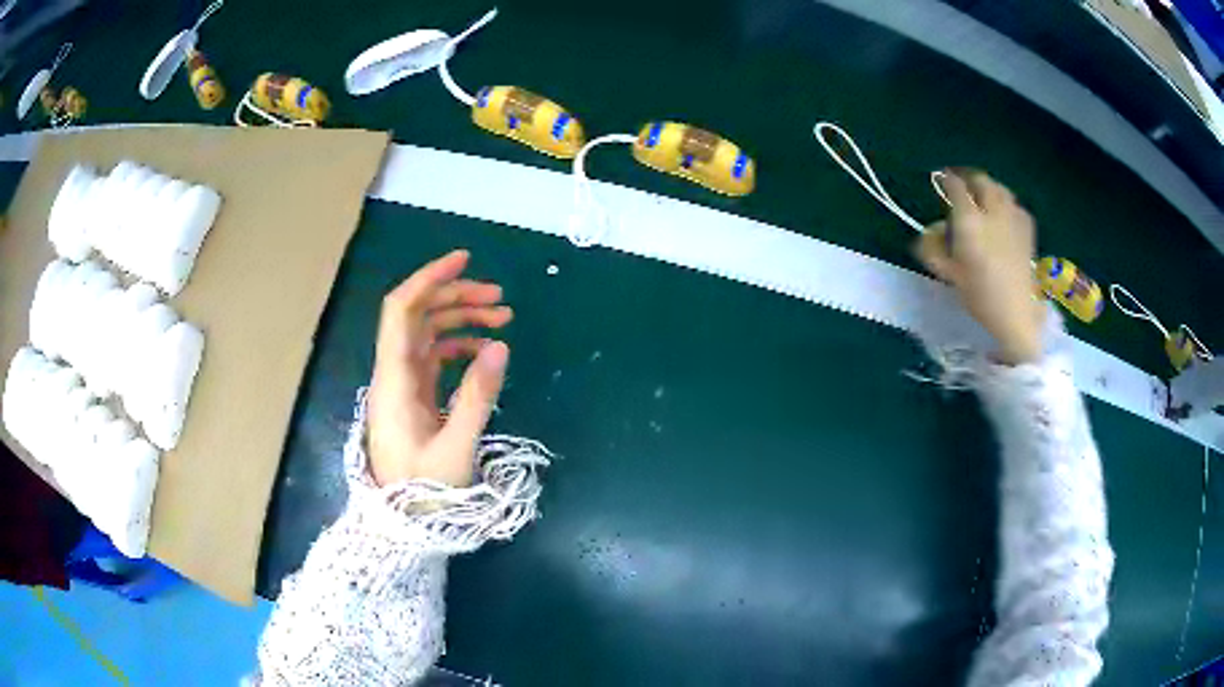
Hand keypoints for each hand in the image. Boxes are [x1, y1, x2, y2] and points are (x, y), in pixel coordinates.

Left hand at [367, 250, 512, 487]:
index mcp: (394, 379)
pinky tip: (485, 352)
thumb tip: (501, 345)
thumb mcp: (457, 446)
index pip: (402, 310)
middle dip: (457, 298)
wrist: (402, 523)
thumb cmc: (424, 489)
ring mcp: (403, 384)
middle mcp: (394, 372)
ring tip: (503, 320)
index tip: (464, 260)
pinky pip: (435, 357)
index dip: (428, 278)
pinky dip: (460, 346)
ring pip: (428, 333)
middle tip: (501, 300)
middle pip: (418, 315)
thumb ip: (478, 395)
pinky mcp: (414, 396)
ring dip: (462, 319)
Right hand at [916, 169, 1045, 364]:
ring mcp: (1012, 217)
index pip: (955, 186)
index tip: (940, 180)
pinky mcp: (1027, 228)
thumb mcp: (949, 275)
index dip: (945, 179)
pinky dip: (1006, 203)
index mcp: (969, 221)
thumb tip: (930, 231)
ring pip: (999, 188)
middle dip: (968, 179)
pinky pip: (1014, 204)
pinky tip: (1004, 217)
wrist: (1019, 314)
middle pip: (980, 180)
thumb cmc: (980, 297)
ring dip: (988, 188)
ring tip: (983, 198)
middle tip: (961, 186)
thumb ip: (933, 249)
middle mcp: (991, 211)